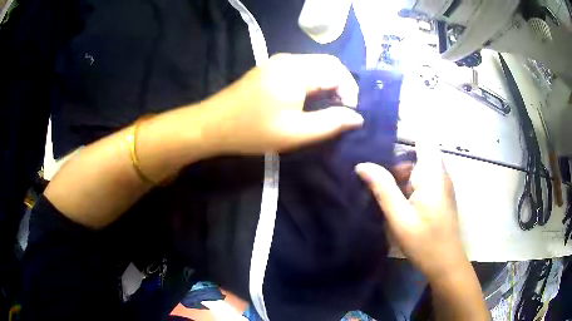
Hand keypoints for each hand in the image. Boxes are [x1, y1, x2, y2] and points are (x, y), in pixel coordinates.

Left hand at [203, 53, 362, 153]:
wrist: (213, 124)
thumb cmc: (253, 130)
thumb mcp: (296, 133)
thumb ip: (331, 123)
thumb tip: (357, 118)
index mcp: (297, 70)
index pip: (338, 72)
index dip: (350, 93)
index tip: (348, 116)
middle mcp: (290, 59)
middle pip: (329, 64)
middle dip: (342, 86)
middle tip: (341, 112)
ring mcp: (278, 61)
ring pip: (317, 65)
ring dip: (329, 84)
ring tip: (328, 108)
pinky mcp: (271, 67)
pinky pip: (303, 69)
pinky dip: (315, 82)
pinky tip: (310, 100)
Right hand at [356, 141, 465, 282]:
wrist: (445, 264)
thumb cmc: (425, 242)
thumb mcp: (400, 217)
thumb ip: (383, 188)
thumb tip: (362, 165)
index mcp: (432, 173)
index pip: (422, 138)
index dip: (402, 132)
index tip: (377, 139)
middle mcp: (439, 173)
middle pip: (414, 154)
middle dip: (392, 160)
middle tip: (367, 171)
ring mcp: (439, 184)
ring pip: (415, 168)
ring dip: (396, 175)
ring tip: (373, 186)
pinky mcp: (437, 195)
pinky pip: (419, 181)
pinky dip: (404, 186)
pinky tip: (390, 200)